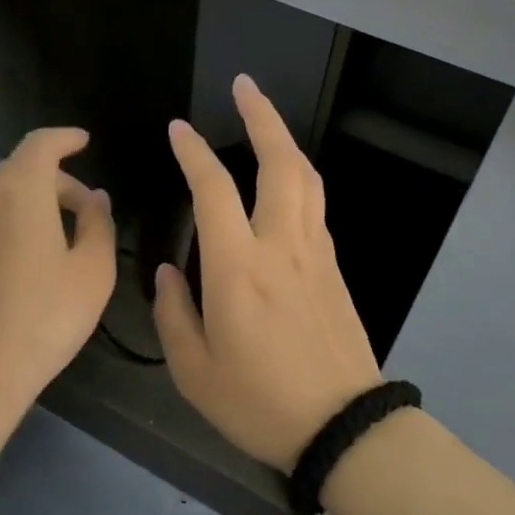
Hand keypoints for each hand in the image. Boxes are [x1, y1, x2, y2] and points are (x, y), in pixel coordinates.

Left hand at [0, 128, 115, 421]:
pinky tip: (9, 270)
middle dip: (54, 184)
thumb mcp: (93, 273)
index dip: (65, 138)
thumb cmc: (41, 319)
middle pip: (19, 172)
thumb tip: (94, 199)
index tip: (83, 142)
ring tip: (46, 244)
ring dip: (23, 207)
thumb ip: (98, 224)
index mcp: (18, 189)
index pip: (42, 144)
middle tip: (82, 215)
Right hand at [154, 76, 381, 470]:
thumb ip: (174, 312)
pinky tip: (285, 179)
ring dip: (285, 140)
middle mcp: (281, 246)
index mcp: (238, 268)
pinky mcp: (335, 267)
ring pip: (306, 177)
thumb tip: (171, 270)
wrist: (344, 428)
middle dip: (262, 115)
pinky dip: (298, 176)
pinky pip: (316, 205)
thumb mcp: (194, 371)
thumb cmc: (259, 403)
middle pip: (279, 162)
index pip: (213, 189)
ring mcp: (316, 253)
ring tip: (265, 118)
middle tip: (244, 85)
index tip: (178, 128)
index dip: (193, 152)